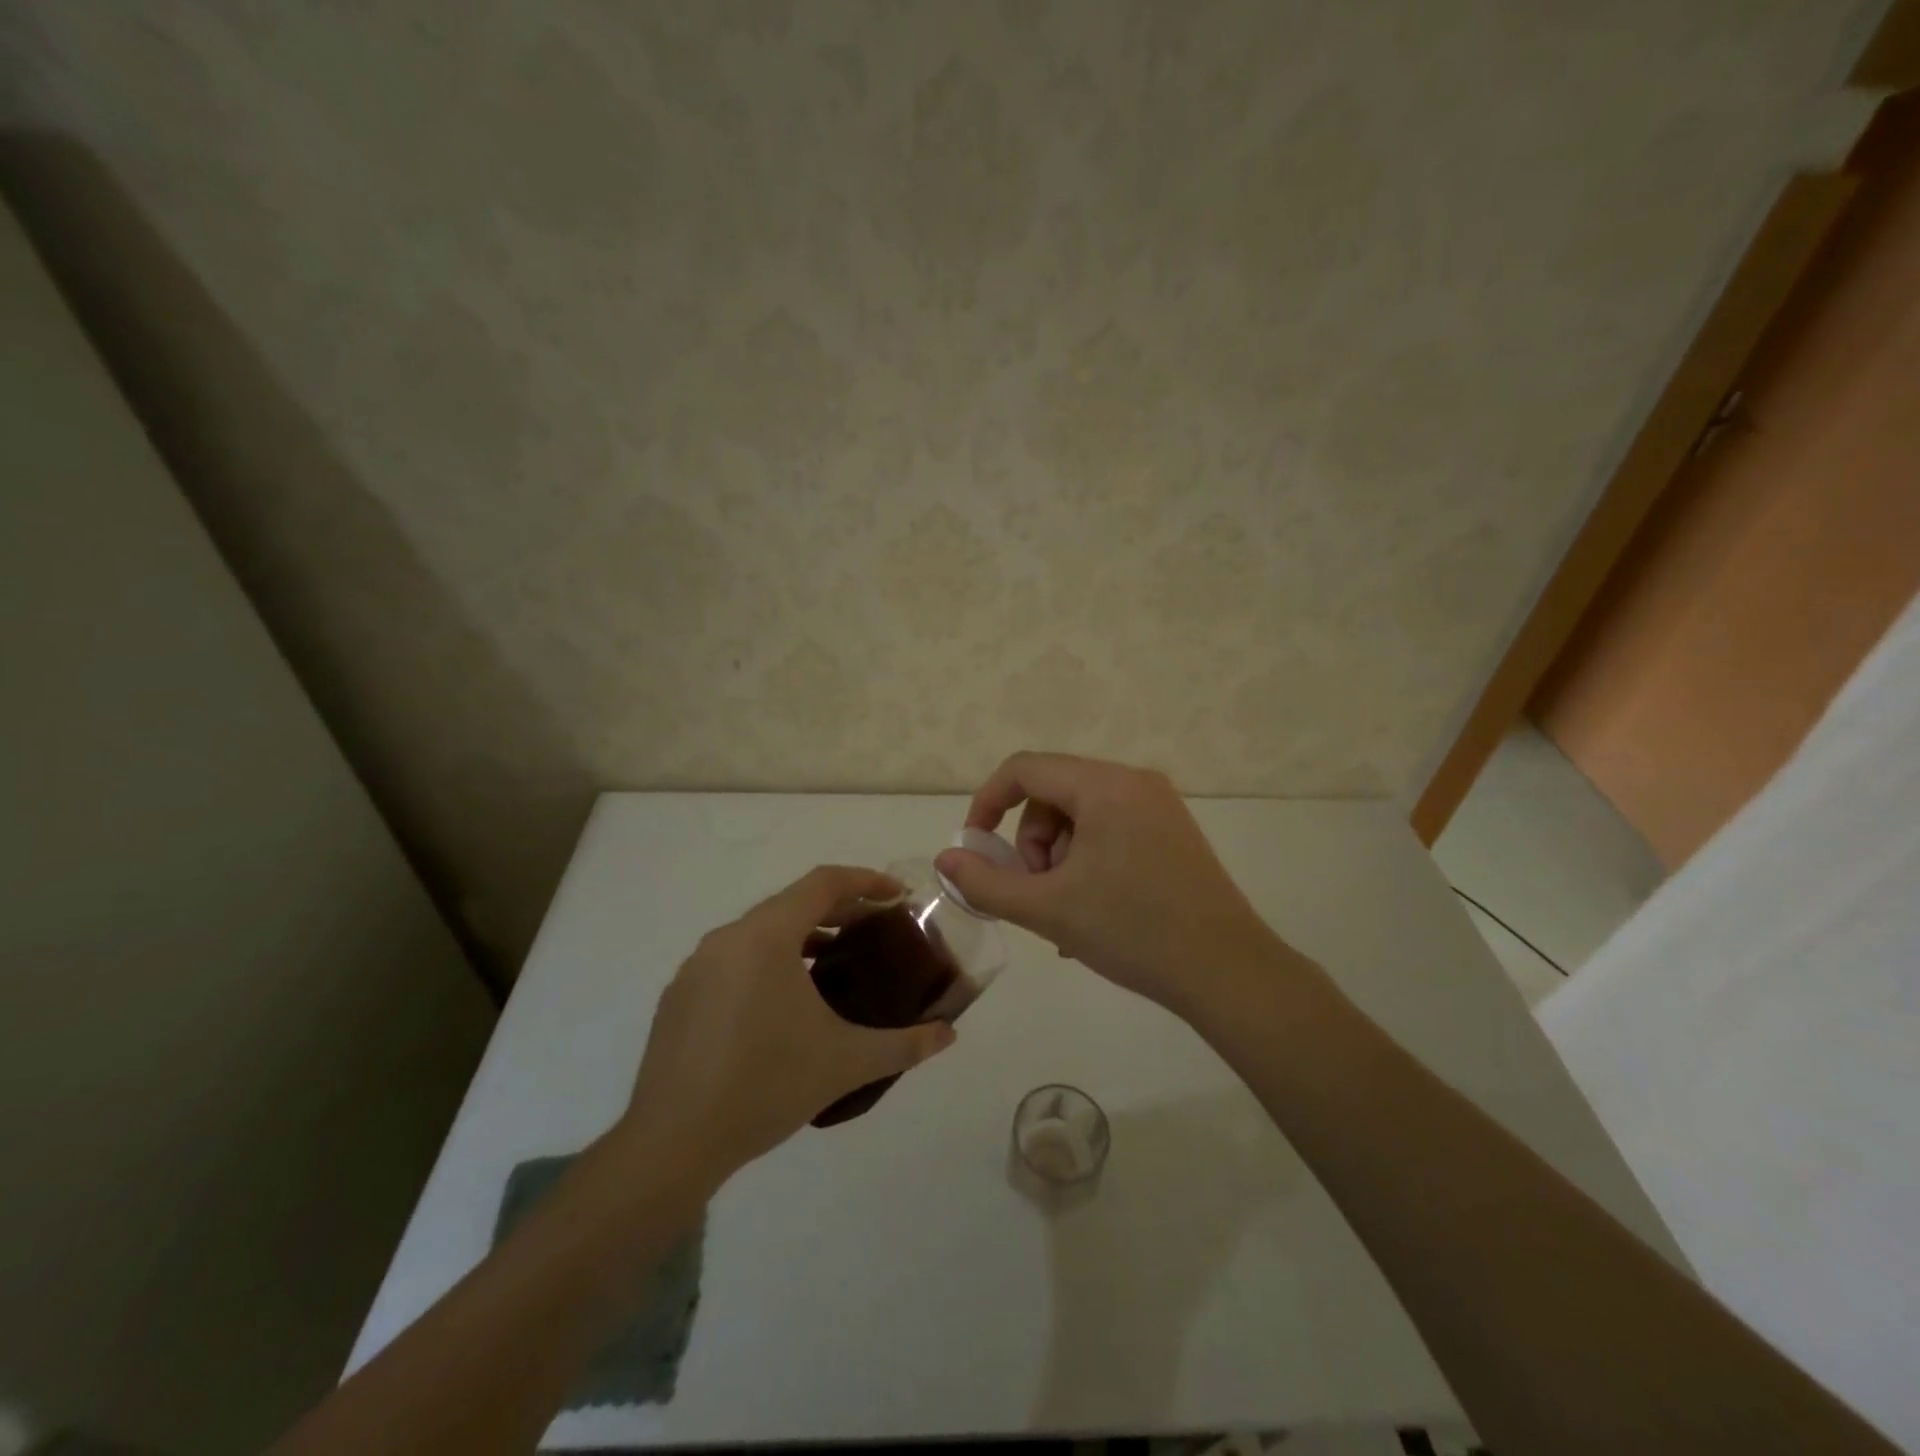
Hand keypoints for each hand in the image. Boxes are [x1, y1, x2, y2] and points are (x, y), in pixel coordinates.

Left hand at [620, 865, 955, 1181]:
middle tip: (877, 929)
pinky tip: (786, 1004)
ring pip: (760, 931)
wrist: (672, 1145)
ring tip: (837, 962)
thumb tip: (949, 1034)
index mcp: (765, 937)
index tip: (899, 895)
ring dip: (803, 936)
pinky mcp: (680, 997)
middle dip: (839, 909)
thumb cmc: (765, 1087)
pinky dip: (769, 961)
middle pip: (792, 903)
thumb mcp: (845, 1063)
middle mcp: (727, 938)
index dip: (866, 882)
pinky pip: (735, 959)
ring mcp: (697, 967)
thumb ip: (904, 1044)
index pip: (823, 883)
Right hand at [934, 752, 1295, 1016]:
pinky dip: (1086, 862)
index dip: (987, 803)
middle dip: (1031, 843)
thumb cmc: (1133, 931)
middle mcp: (1134, 782)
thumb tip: (945, 861)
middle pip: (1052, 793)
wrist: (1228, 972)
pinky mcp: (1172, 832)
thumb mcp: (1048, 909)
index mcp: (1105, 785)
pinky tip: (1091, 912)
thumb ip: (986, 884)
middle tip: (1037, 892)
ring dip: (1058, 858)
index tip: (975, 848)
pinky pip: (1109, 831)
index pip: (1025, 769)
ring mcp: (1159, 806)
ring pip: (1080, 816)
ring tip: (1067, 912)